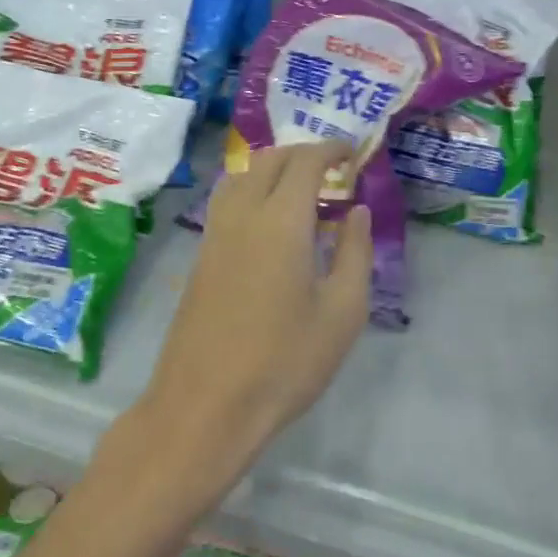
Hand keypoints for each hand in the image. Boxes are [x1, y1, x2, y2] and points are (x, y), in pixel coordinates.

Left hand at [132, 142, 371, 507]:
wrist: (204, 407)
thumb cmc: (284, 362)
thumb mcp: (342, 312)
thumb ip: (355, 252)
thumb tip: (358, 211)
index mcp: (281, 220)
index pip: (305, 161)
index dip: (330, 149)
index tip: (351, 153)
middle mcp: (243, 214)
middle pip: (269, 159)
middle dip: (302, 154)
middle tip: (331, 170)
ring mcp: (214, 234)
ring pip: (242, 176)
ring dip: (273, 169)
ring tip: (300, 191)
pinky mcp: (200, 256)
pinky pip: (227, 200)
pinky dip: (252, 190)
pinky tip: (269, 222)